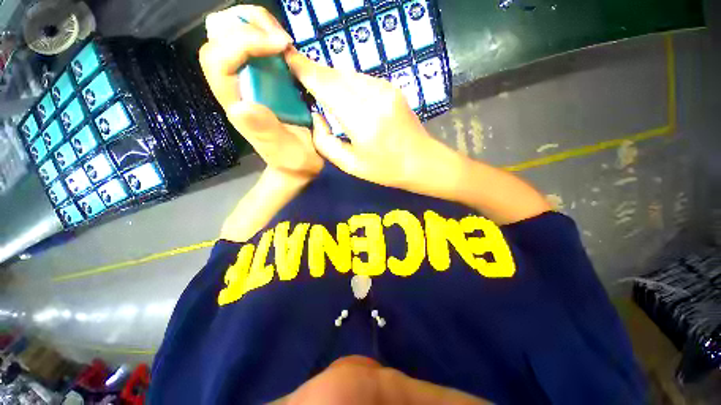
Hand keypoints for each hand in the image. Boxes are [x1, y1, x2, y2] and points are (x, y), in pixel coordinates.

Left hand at [200, 6, 326, 179]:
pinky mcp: (266, 79)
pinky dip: (270, 35)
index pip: (218, 59)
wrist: (299, 163)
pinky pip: (257, 44)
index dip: (243, 42)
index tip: (280, 46)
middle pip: (219, 37)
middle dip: (247, 25)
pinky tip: (288, 49)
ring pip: (235, 34)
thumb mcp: (282, 150)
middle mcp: (237, 86)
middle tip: (281, 38)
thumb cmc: (292, 160)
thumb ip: (265, 132)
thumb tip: (242, 106)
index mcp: (237, 103)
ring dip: (259, 26)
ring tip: (285, 41)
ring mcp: (251, 79)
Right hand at [285, 50, 550, 223]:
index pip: (327, 86)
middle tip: (299, 74)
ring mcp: (386, 89)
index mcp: (362, 121)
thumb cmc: (385, 170)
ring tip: (320, 87)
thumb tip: (315, 116)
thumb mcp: (350, 165)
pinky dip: (348, 82)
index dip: (305, 70)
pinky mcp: (392, 88)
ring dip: (332, 78)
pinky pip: (362, 79)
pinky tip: (345, 94)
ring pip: (348, 74)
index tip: (288, 60)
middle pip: (336, 74)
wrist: (422, 162)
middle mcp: (374, 98)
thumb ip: (325, 142)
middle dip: (316, 71)